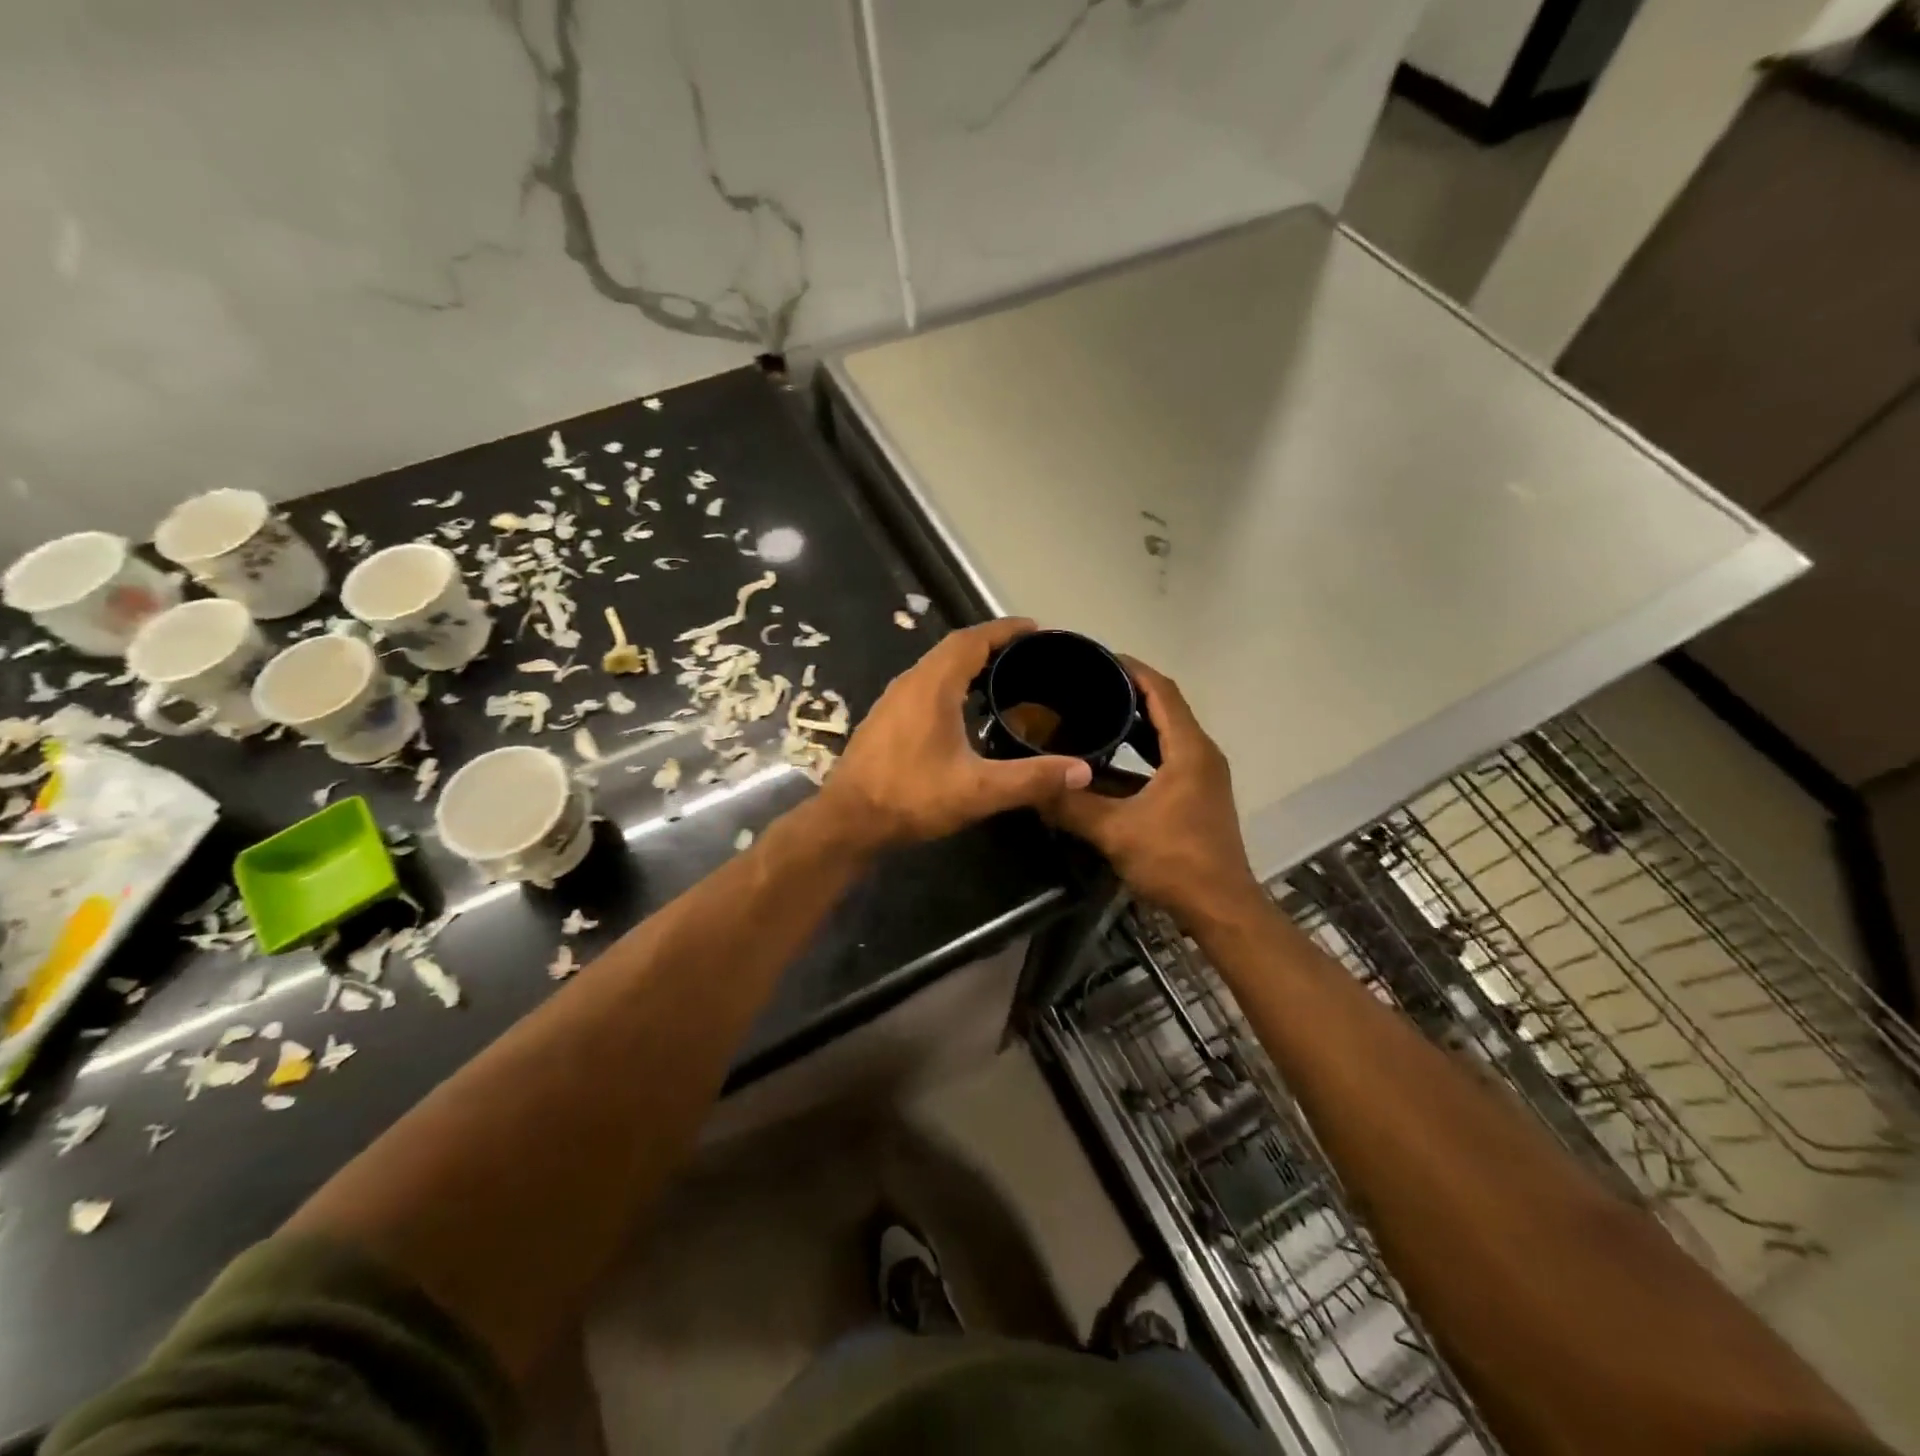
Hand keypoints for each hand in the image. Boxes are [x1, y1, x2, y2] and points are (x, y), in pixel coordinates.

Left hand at [819, 618, 1092, 848]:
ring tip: (1004, 677)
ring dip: (969, 663)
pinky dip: (952, 683)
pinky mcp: (885, 719)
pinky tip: (966, 710)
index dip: (1005, 629)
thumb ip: (1031, 779)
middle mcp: (910, 682)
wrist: (848, 821)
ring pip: (936, 667)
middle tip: (1028, 655)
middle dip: (992, 644)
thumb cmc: (911, 798)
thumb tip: (1082, 770)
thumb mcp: (978, 790)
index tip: (1036, 629)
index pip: (972, 639)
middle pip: (954, 648)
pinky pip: (925, 685)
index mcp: (933, 685)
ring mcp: (893, 700)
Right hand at [1047, 658, 1260, 921]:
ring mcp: (1201, 776)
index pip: (1162, 691)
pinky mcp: (1197, 796)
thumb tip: (1032, 789)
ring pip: (1167, 734)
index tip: (1097, 657)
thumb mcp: (1116, 831)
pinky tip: (1107, 759)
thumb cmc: (1175, 861)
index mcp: (1189, 750)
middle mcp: (1201, 754)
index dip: (1131, 669)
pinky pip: (1166, 757)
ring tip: (1093, 712)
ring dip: (1135, 721)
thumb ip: (1073, 807)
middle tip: (1086, 684)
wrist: (1221, 908)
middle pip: (1166, 707)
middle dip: (1129, 691)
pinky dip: (1140, 751)